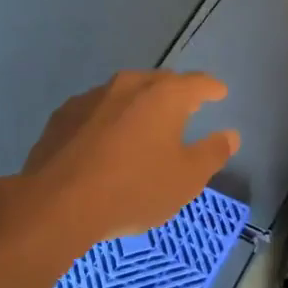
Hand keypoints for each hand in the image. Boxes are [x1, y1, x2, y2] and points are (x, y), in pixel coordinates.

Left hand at [8, 71, 239, 249]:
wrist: (57, 204)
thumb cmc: (134, 189)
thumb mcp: (187, 179)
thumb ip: (212, 153)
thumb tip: (230, 135)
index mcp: (164, 96)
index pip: (197, 82)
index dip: (212, 88)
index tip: (220, 93)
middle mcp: (128, 85)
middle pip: (159, 83)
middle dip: (176, 93)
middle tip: (186, 109)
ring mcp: (91, 98)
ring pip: (124, 94)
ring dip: (139, 106)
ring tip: (145, 127)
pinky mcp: (62, 116)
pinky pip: (97, 111)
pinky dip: (109, 121)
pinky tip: (107, 142)